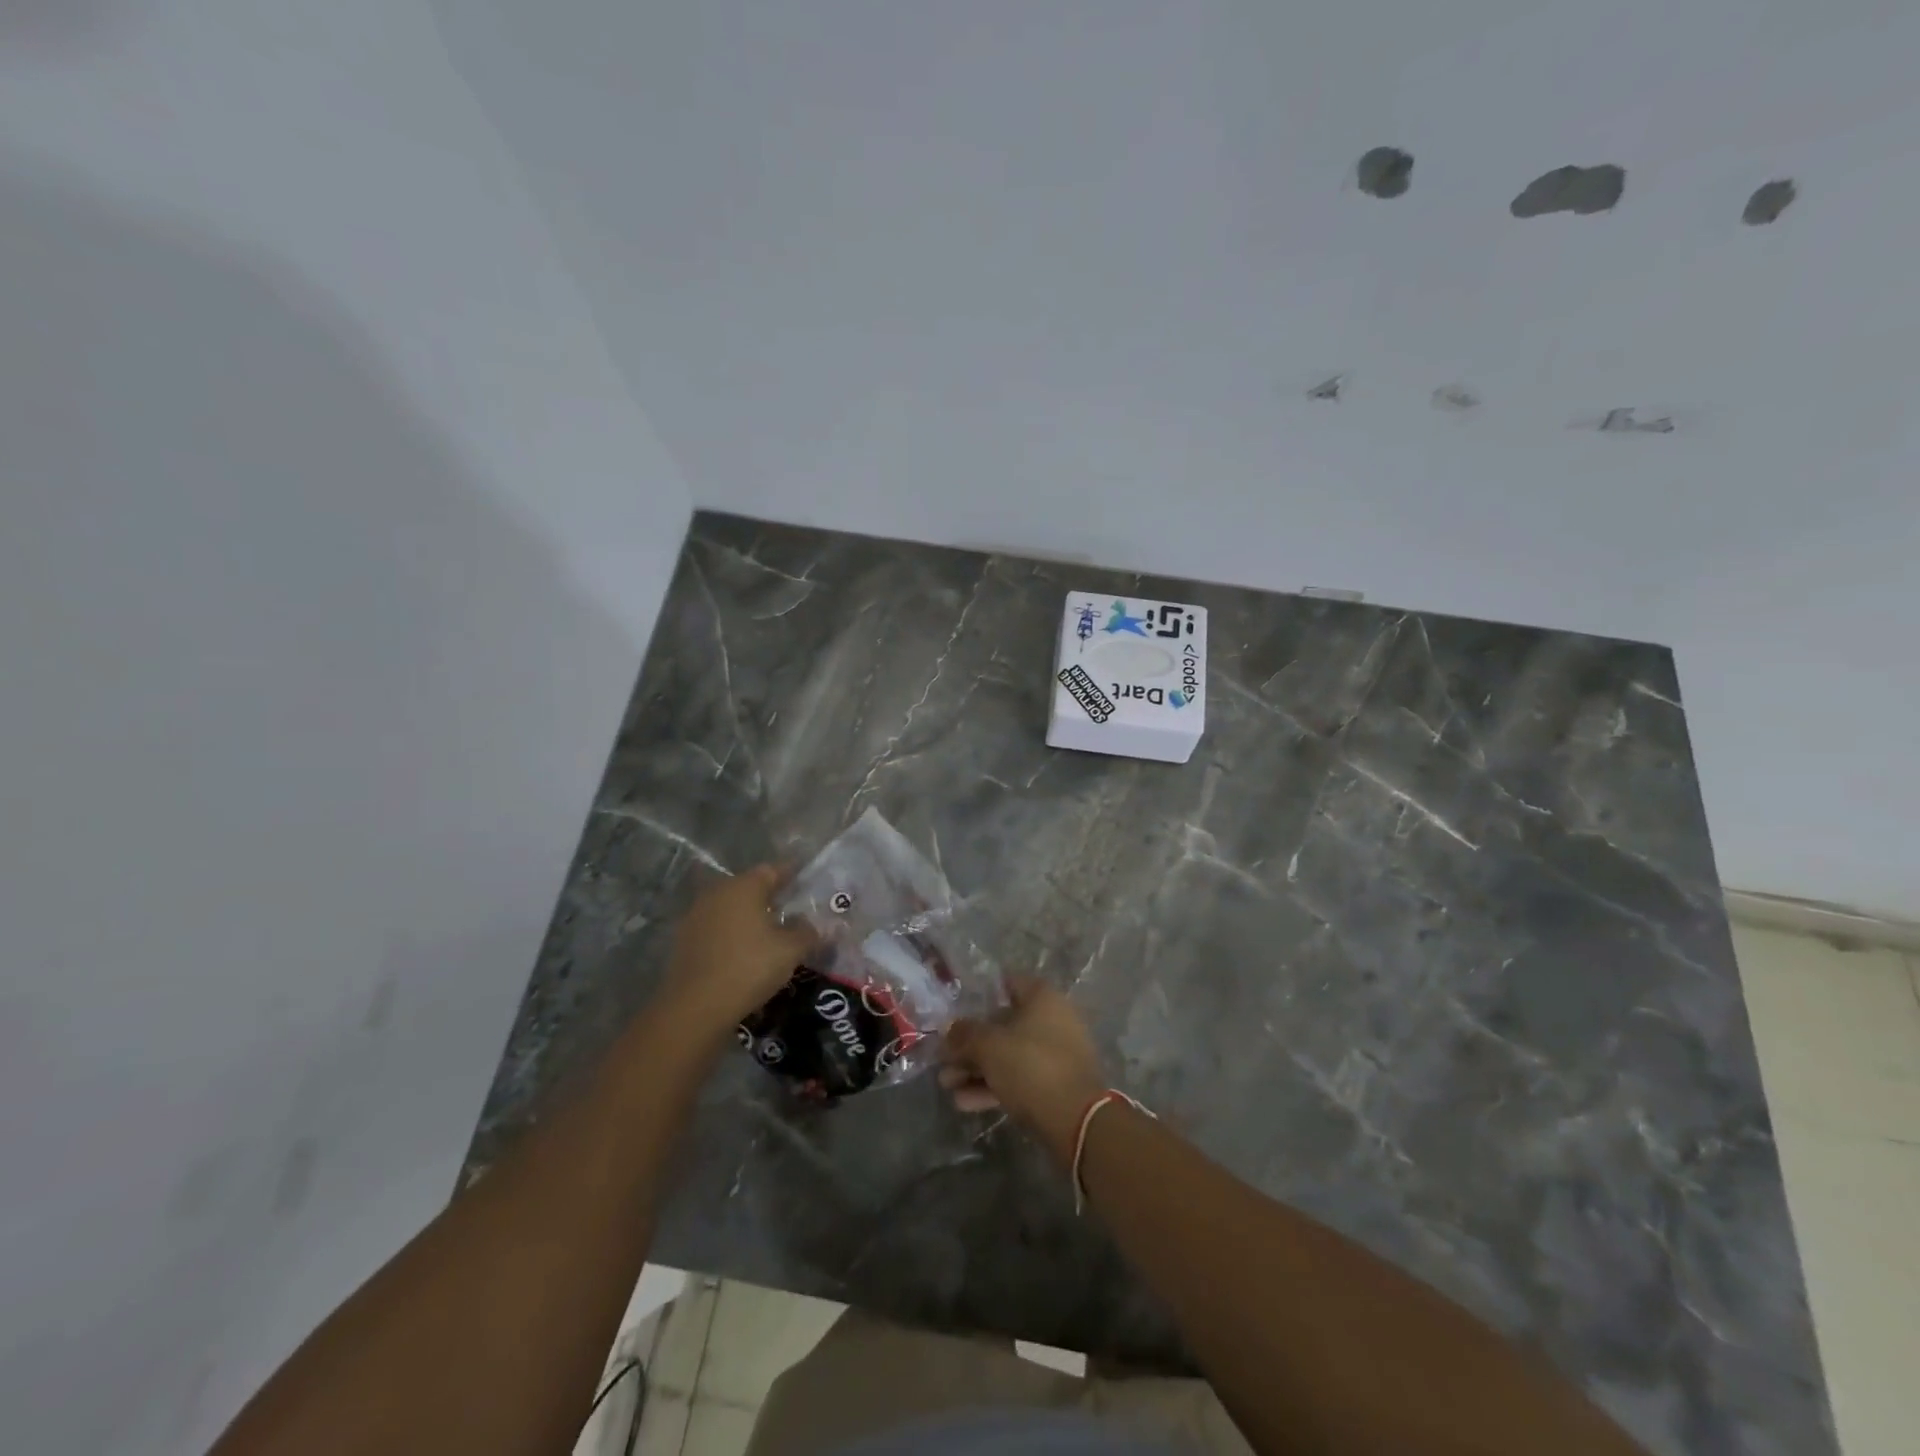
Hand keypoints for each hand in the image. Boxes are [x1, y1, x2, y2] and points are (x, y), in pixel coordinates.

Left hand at [658, 865, 817, 1040]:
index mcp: (744, 886)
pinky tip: (743, 950)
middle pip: (749, 887)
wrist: (695, 1007)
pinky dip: (731, 932)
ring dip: (748, 915)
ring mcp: (696, 915)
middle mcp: (718, 892)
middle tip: (791, 909)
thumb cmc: (749, 968)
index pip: (773, 870)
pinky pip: (716, 927)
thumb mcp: (791, 951)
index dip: (791, 874)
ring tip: (768, 932)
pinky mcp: (684, 939)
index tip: (805, 881)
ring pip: (730, 907)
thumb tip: (811, 925)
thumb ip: (807, 932)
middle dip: (770, 896)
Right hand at [939, 976, 1107, 1165]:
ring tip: (946, 1085)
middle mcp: (1052, 1020)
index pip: (1007, 983)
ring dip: (976, 1069)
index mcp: (1042, 998)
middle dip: (970, 1044)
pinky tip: (964, 1103)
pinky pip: (1018, 1079)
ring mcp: (1055, 1055)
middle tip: (943, 1060)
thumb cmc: (1031, 1066)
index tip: (956, 1010)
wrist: (1076, 1121)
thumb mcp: (989, 1046)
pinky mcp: (1055, 1086)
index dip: (980, 995)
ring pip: (1008, 1056)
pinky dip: (993, 1087)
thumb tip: (950, 1029)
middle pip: (1003, 1025)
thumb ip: (965, 1035)